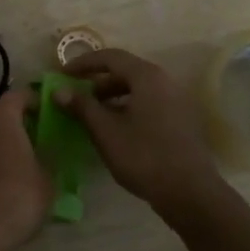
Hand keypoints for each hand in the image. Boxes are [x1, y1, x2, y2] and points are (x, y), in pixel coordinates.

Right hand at [55, 50, 226, 221]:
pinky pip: (149, 103)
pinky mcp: (181, 120)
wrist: (190, 193)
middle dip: (97, 82)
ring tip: (93, 115)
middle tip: (77, 97)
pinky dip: (128, 108)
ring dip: (112, 97)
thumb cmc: (143, 156)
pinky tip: (116, 129)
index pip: (110, 57)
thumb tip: (59, 90)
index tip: (63, 74)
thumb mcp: (106, 131)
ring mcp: (176, 100)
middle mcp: (164, 81)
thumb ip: (82, 106)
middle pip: (125, 71)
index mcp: (147, 76)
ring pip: (138, 89)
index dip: (84, 63)